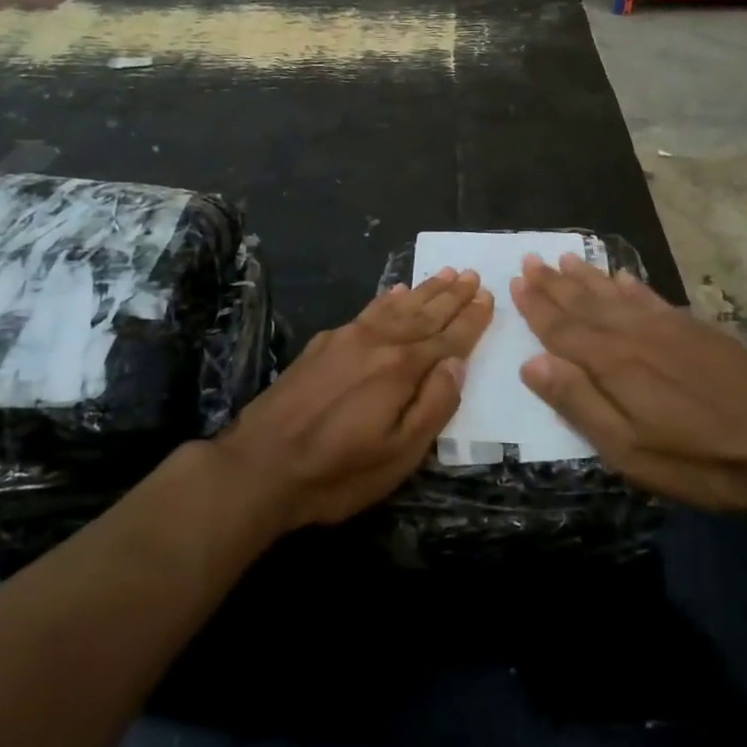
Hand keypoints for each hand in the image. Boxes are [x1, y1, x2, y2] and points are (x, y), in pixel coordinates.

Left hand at [218, 269, 493, 531]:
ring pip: (396, 307)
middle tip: (473, 275)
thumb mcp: (399, 455)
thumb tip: (457, 363)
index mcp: (402, 368)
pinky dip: (386, 299)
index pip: (448, 338)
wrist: (258, 467)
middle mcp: (378, 342)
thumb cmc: (337, 472)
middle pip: (424, 314)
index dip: (471, 319)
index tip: (489, 297)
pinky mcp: (323, 344)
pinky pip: (366, 311)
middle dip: (452, 296)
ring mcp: (346, 339)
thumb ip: (434, 406)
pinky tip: (395, 292)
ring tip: (446, 274)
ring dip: (424, 291)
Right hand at [511, 254, 746, 521]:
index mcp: (613, 364)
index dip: (538, 307)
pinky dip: (631, 285)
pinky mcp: (697, 330)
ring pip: (616, 295)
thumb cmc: (699, 460)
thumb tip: (532, 362)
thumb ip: (579, 403)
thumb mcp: (629, 450)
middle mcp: (635, 335)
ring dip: (586, 277)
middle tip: (530, 259)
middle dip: (554, 284)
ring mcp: (669, 328)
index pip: (563, 329)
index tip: (516, 282)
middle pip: (586, 304)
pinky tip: (621, 276)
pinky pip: (652, 298)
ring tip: (563, 258)